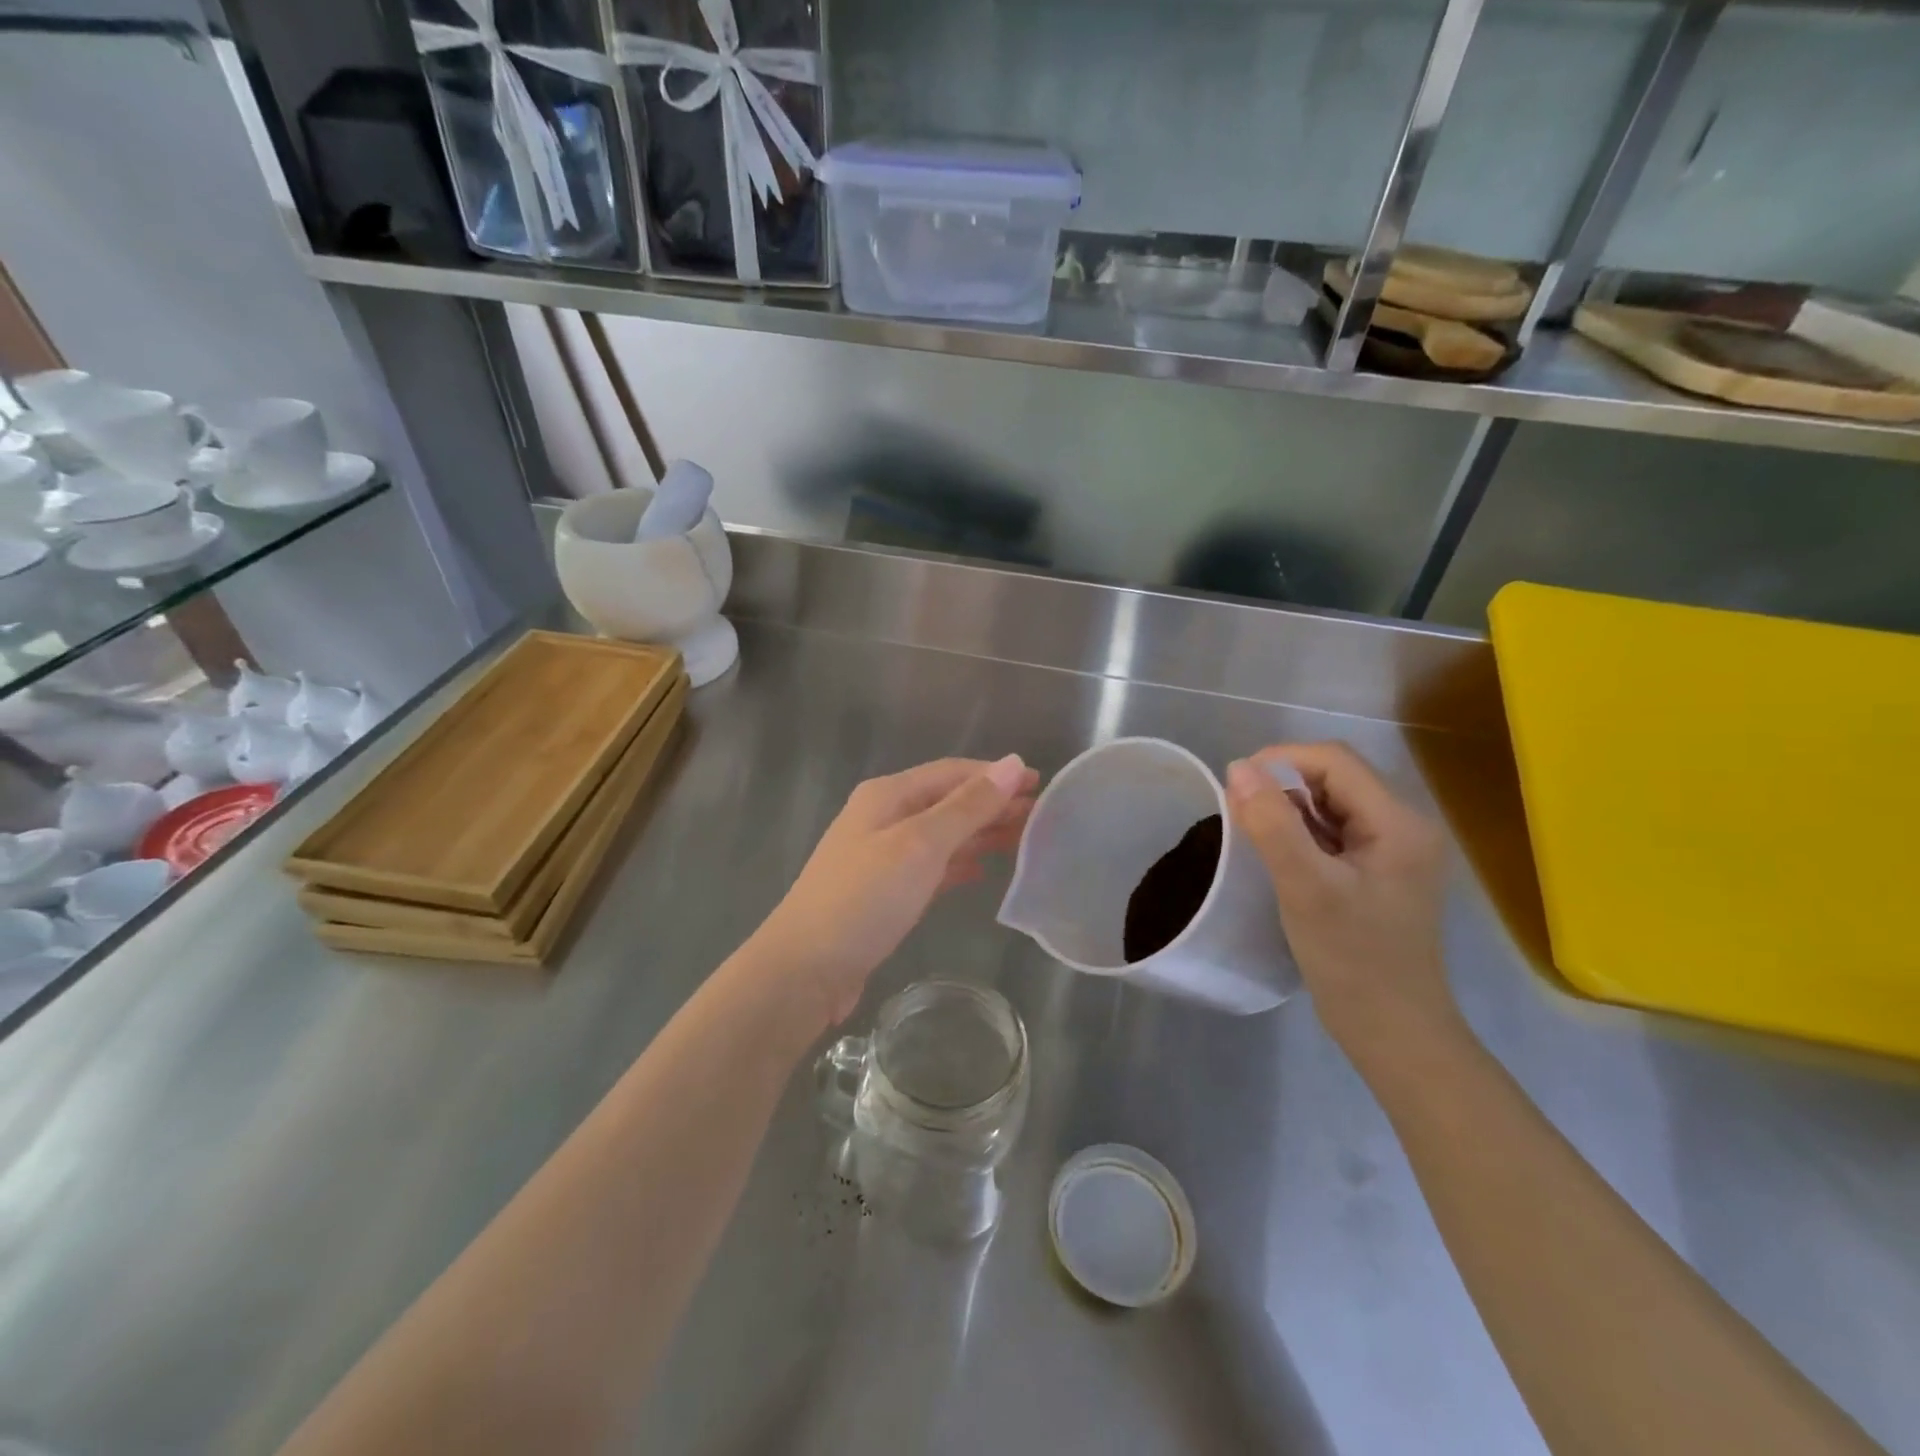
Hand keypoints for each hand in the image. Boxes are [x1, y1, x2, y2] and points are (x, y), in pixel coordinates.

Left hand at [752, 755, 1037, 1025]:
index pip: (952, 772)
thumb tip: (1013, 764)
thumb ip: (967, 806)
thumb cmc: (865, 897)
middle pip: (949, 802)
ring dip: (981, 835)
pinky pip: (932, 866)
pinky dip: (960, 864)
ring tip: (1025, 842)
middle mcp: (884, 817)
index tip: (1042, 786)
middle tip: (1043, 820)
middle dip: (993, 806)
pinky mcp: (885, 891)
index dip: (997, 776)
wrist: (806, 969)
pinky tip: (984, 872)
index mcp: (888, 795)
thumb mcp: (921, 845)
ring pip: (943, 835)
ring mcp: (882, 855)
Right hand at [1226, 743, 1457, 1059]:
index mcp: (1399, 822)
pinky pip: (1334, 831)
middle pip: (1335, 778)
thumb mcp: (1306, 887)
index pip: (1335, 761)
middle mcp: (1404, 826)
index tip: (1236, 786)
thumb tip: (1238, 768)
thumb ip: (1272, 824)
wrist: (1393, 1031)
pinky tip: (1278, 853)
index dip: (1281, 760)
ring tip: (1255, 834)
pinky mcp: (1378, 871)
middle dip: (1283, 784)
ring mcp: (1394, 850)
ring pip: (1332, 803)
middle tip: (1241, 813)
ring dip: (1290, 808)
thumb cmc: (1353, 959)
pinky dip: (1301, 832)